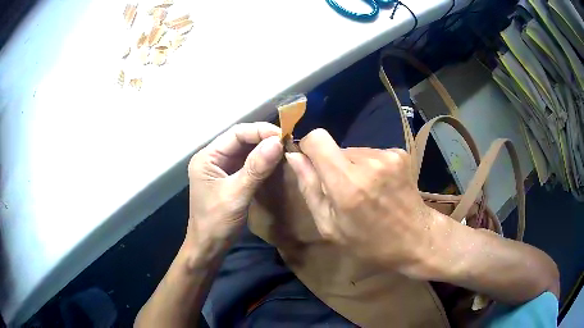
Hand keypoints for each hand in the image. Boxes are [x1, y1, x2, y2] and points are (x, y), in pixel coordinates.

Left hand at [187, 122, 283, 247]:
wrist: (208, 247)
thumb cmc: (216, 223)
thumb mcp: (236, 195)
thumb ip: (256, 168)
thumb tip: (277, 142)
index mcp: (208, 157)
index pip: (236, 133)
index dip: (260, 131)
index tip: (283, 136)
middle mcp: (213, 158)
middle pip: (241, 140)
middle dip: (264, 139)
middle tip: (288, 142)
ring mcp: (221, 168)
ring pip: (246, 150)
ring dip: (265, 149)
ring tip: (286, 149)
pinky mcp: (230, 178)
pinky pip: (248, 163)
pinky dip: (262, 161)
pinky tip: (276, 162)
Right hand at [285, 129, 449, 276]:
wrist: (416, 238)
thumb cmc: (369, 242)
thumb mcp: (330, 226)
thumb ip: (310, 188)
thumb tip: (294, 157)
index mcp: (347, 184)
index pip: (317, 138)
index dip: (309, 146)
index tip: (311, 162)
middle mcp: (368, 162)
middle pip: (336, 147)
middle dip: (333, 164)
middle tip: (344, 191)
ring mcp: (387, 155)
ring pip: (354, 150)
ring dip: (353, 167)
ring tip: (366, 191)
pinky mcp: (400, 153)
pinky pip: (372, 153)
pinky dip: (370, 167)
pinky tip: (380, 187)